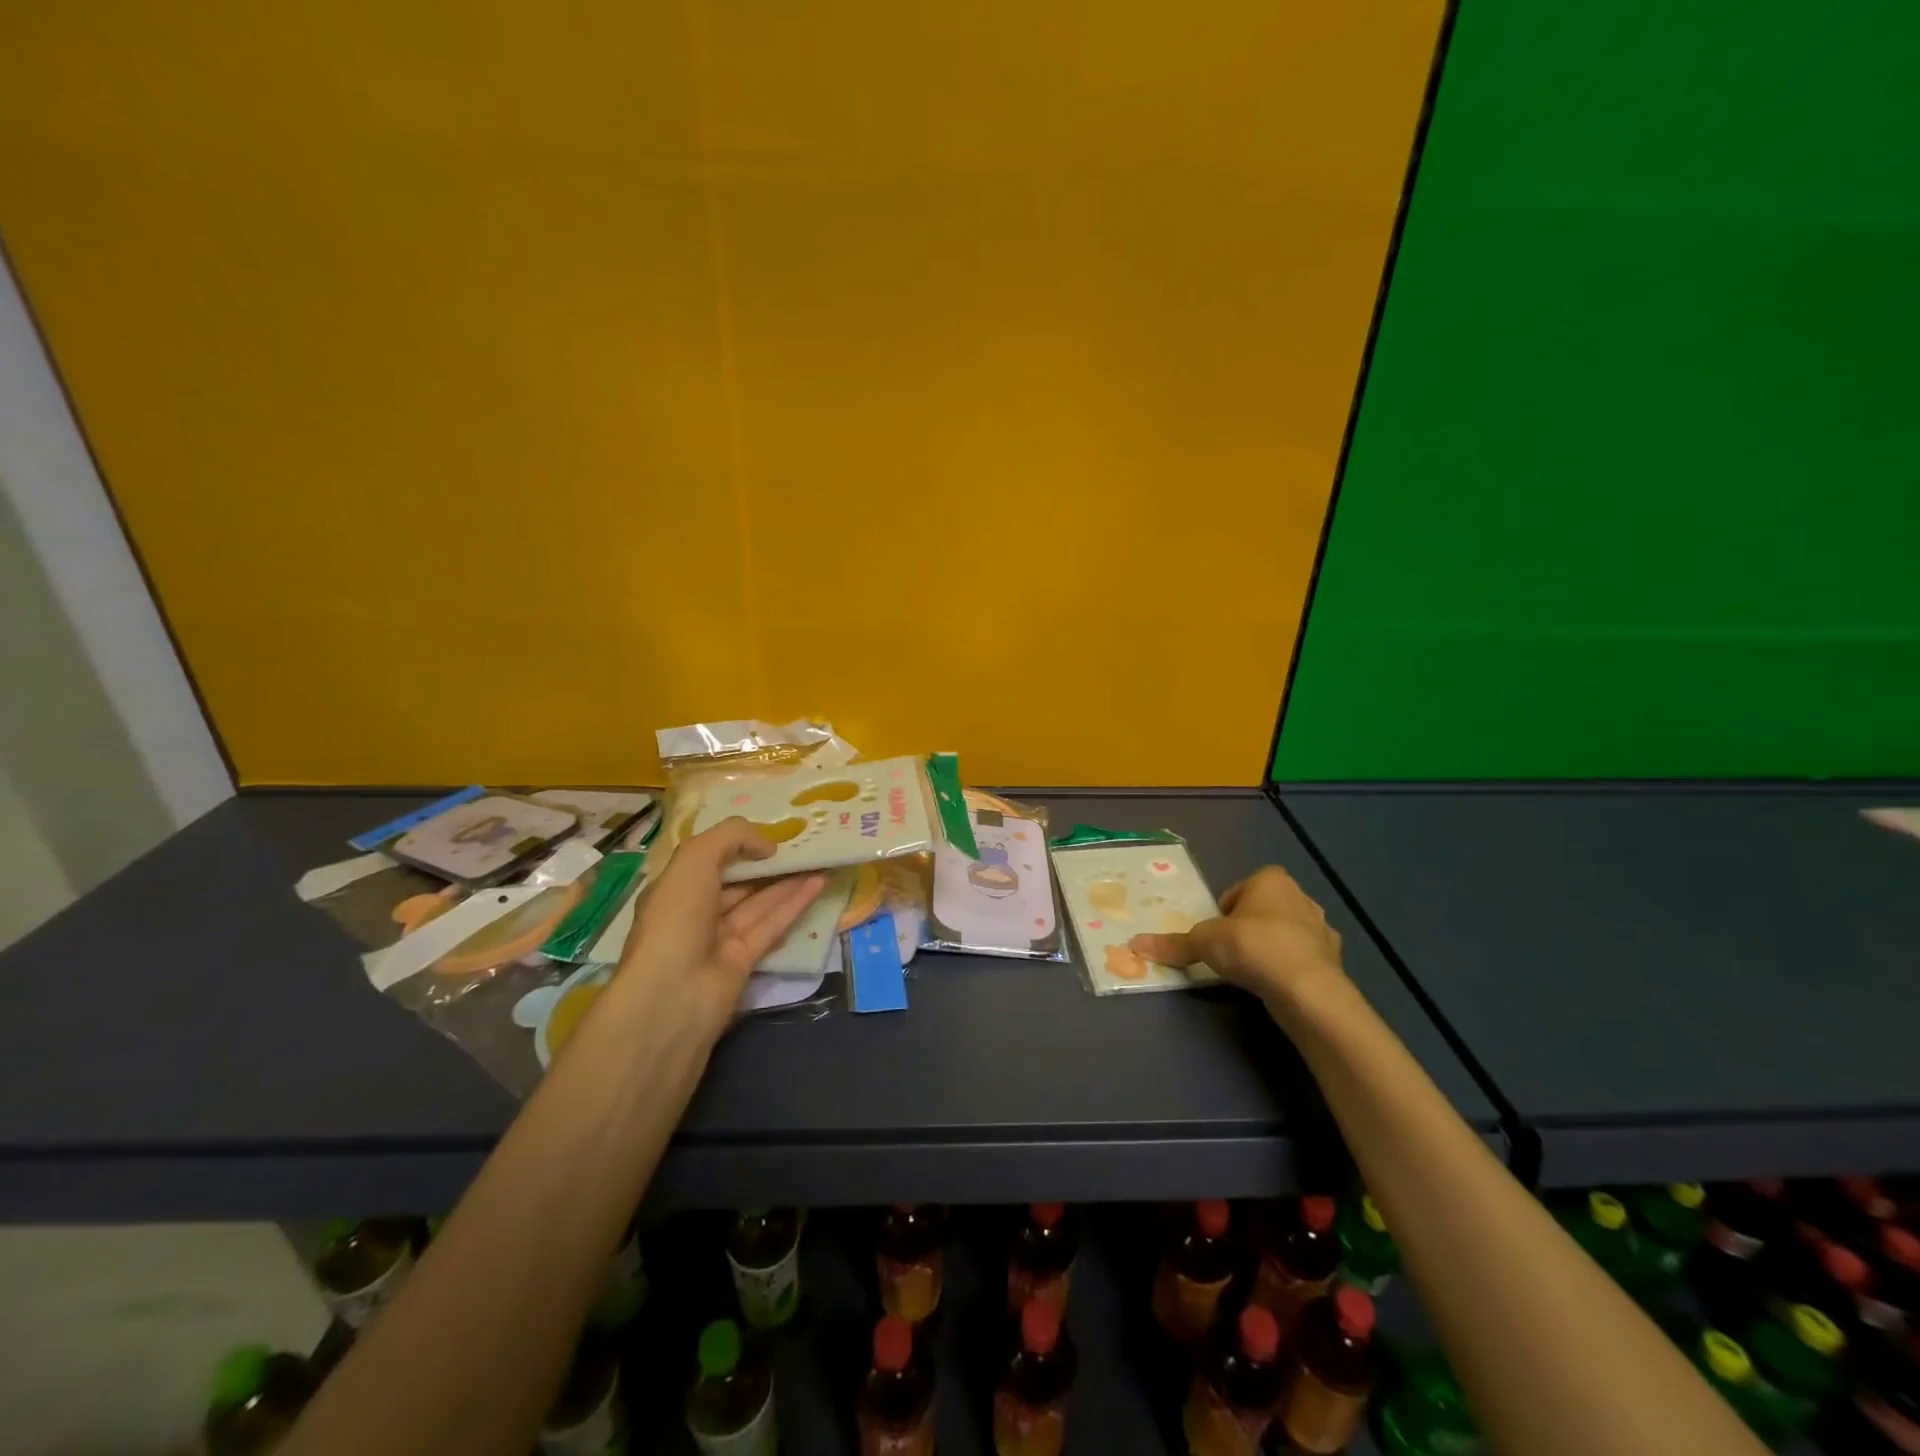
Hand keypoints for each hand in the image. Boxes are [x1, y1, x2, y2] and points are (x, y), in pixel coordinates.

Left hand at [616, 818, 827, 1034]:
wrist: (671, 996)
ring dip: (789, 880)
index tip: (770, 832)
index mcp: (675, 887)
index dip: (739, 843)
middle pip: (738, 880)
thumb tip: (768, 846)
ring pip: (760, 902)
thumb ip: (732, 837)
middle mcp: (696, 910)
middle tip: (805, 842)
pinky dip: (795, 904)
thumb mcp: (695, 860)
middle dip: (768, 862)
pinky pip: (772, 925)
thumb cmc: (676, 919)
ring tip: (820, 858)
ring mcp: (720, 938)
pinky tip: (819, 884)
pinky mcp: (745, 960)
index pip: (709, 858)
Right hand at [1129, 865, 1346, 1019]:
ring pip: (1285, 934)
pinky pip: (1303, 960)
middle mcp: (1301, 897)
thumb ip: (1173, 943)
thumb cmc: (1253, 947)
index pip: (1239, 890)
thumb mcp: (1204, 943)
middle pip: (1262, 911)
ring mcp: (1322, 929)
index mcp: (1271, 880)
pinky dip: (1290, 970)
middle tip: (1229, 954)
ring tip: (1251, 973)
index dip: (1223, 912)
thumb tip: (1134, 944)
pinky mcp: (1335, 961)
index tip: (1214, 935)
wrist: (1308, 990)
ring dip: (1270, 949)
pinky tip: (1275, 987)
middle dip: (1247, 929)